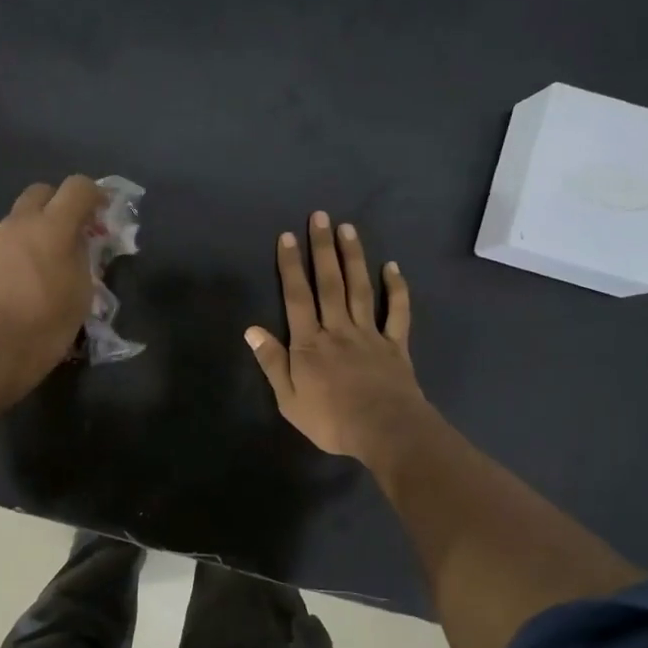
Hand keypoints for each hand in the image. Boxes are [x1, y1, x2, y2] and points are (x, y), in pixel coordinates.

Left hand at [0, 175, 103, 405]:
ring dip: (39, 227)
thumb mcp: (82, 293)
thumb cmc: (46, 326)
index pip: (78, 187)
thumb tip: (81, 241)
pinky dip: (21, 246)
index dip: (96, 194)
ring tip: (51, 260)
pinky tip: (27, 278)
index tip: (104, 214)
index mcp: (50, 227)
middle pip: (43, 192)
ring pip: (21, 217)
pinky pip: (6, 240)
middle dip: (62, 204)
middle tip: (76, 233)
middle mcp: (18, 223)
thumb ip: (84, 256)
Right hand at [245, 210, 425, 463]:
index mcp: (310, 343)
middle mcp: (338, 329)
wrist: (385, 431)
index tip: (288, 236)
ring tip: (348, 228)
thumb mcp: (289, 399)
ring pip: (360, 289)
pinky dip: (396, 289)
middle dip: (322, 249)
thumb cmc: (331, 420)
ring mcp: (369, 334)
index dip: (291, 266)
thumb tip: (251, 329)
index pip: (297, 297)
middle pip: (329, 283)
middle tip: (320, 216)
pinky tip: (392, 267)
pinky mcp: (395, 345)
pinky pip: (396, 312)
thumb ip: (272, 362)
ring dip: (353, 257)